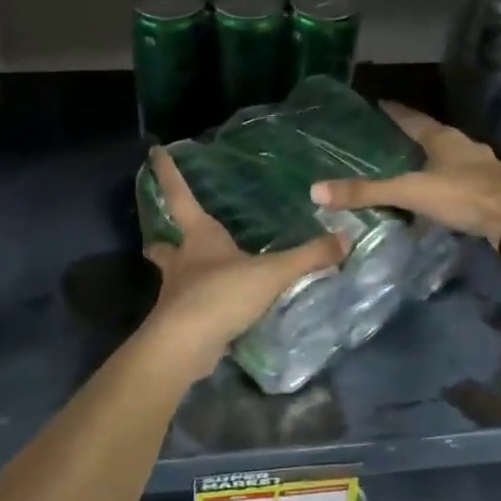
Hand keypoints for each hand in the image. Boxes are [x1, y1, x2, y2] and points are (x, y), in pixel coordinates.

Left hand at [140, 146, 347, 377]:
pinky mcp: (179, 322)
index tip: (154, 153)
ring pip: (172, 276)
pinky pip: (187, 307)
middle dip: (164, 239)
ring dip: (179, 272)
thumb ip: (309, 257)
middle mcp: (182, 261)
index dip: (168, 173)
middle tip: (166, 236)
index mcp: (199, 238)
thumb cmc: (221, 295)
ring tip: (193, 273)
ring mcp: (176, 293)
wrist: (185, 346)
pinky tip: (213, 309)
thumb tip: (346, 238)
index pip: (179, 196)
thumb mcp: (272, 273)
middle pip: (165, 244)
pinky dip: (195, 304)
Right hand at [310, 102, 500, 245]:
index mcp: (443, 139)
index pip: (412, 118)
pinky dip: (446, 182)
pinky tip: (439, 194)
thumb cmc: (463, 195)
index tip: (379, 103)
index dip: (394, 112)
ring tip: (412, 165)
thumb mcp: (411, 192)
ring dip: (432, 160)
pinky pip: (462, 179)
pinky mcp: (492, 188)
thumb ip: (367, 193)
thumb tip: (316, 191)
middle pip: (433, 135)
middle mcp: (463, 146)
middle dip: (413, 135)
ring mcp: (482, 167)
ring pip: (450, 157)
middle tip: (390, 137)